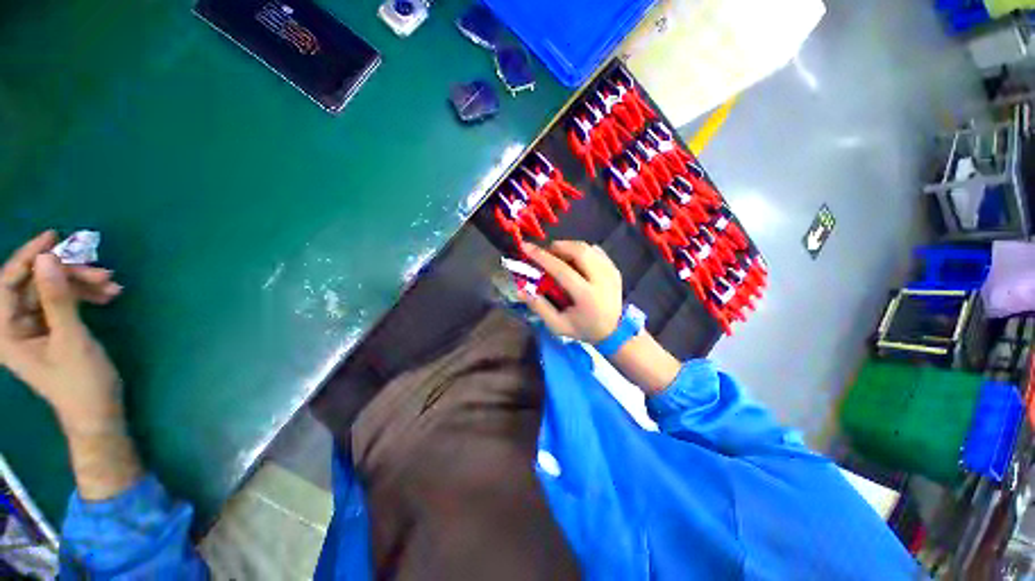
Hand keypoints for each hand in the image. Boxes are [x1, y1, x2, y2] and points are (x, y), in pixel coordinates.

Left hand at [0, 231, 124, 433]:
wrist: (98, 411)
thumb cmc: (80, 383)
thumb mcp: (70, 340)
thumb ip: (57, 300)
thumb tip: (48, 258)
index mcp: (6, 332)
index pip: (7, 283)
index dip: (28, 257)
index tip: (53, 238)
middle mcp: (14, 325)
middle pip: (34, 283)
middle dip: (67, 273)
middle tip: (101, 272)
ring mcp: (33, 326)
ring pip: (52, 289)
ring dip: (81, 283)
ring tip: (111, 285)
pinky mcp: (51, 327)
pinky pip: (63, 300)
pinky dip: (85, 294)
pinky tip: (107, 294)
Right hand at [518, 240, 622, 342]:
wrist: (614, 332)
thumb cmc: (584, 329)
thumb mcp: (558, 325)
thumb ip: (539, 307)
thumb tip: (520, 291)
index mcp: (587, 296)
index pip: (562, 270)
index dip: (542, 257)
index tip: (526, 247)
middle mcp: (602, 280)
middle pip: (579, 251)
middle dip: (558, 246)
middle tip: (546, 253)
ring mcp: (611, 272)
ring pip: (588, 247)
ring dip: (569, 247)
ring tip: (558, 257)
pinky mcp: (614, 268)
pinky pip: (595, 251)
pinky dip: (581, 251)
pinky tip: (574, 261)